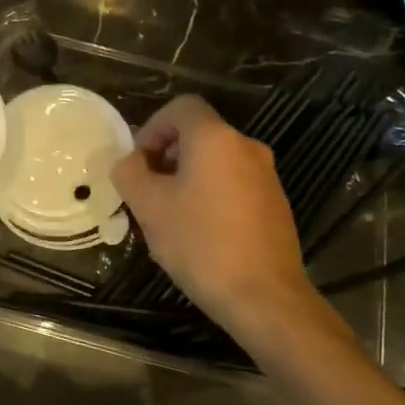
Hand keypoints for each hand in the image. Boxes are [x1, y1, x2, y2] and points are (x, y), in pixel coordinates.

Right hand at [111, 95, 346, 354]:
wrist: (265, 298)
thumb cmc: (200, 243)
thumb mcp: (147, 206)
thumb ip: (129, 173)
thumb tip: (129, 162)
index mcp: (215, 138)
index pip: (181, 107)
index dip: (152, 127)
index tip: (139, 162)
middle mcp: (246, 147)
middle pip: (198, 134)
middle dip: (167, 155)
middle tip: (148, 190)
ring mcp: (267, 177)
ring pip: (216, 161)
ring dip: (188, 177)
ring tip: (170, 215)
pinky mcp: (276, 205)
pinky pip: (234, 184)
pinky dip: (211, 195)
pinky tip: (200, 233)